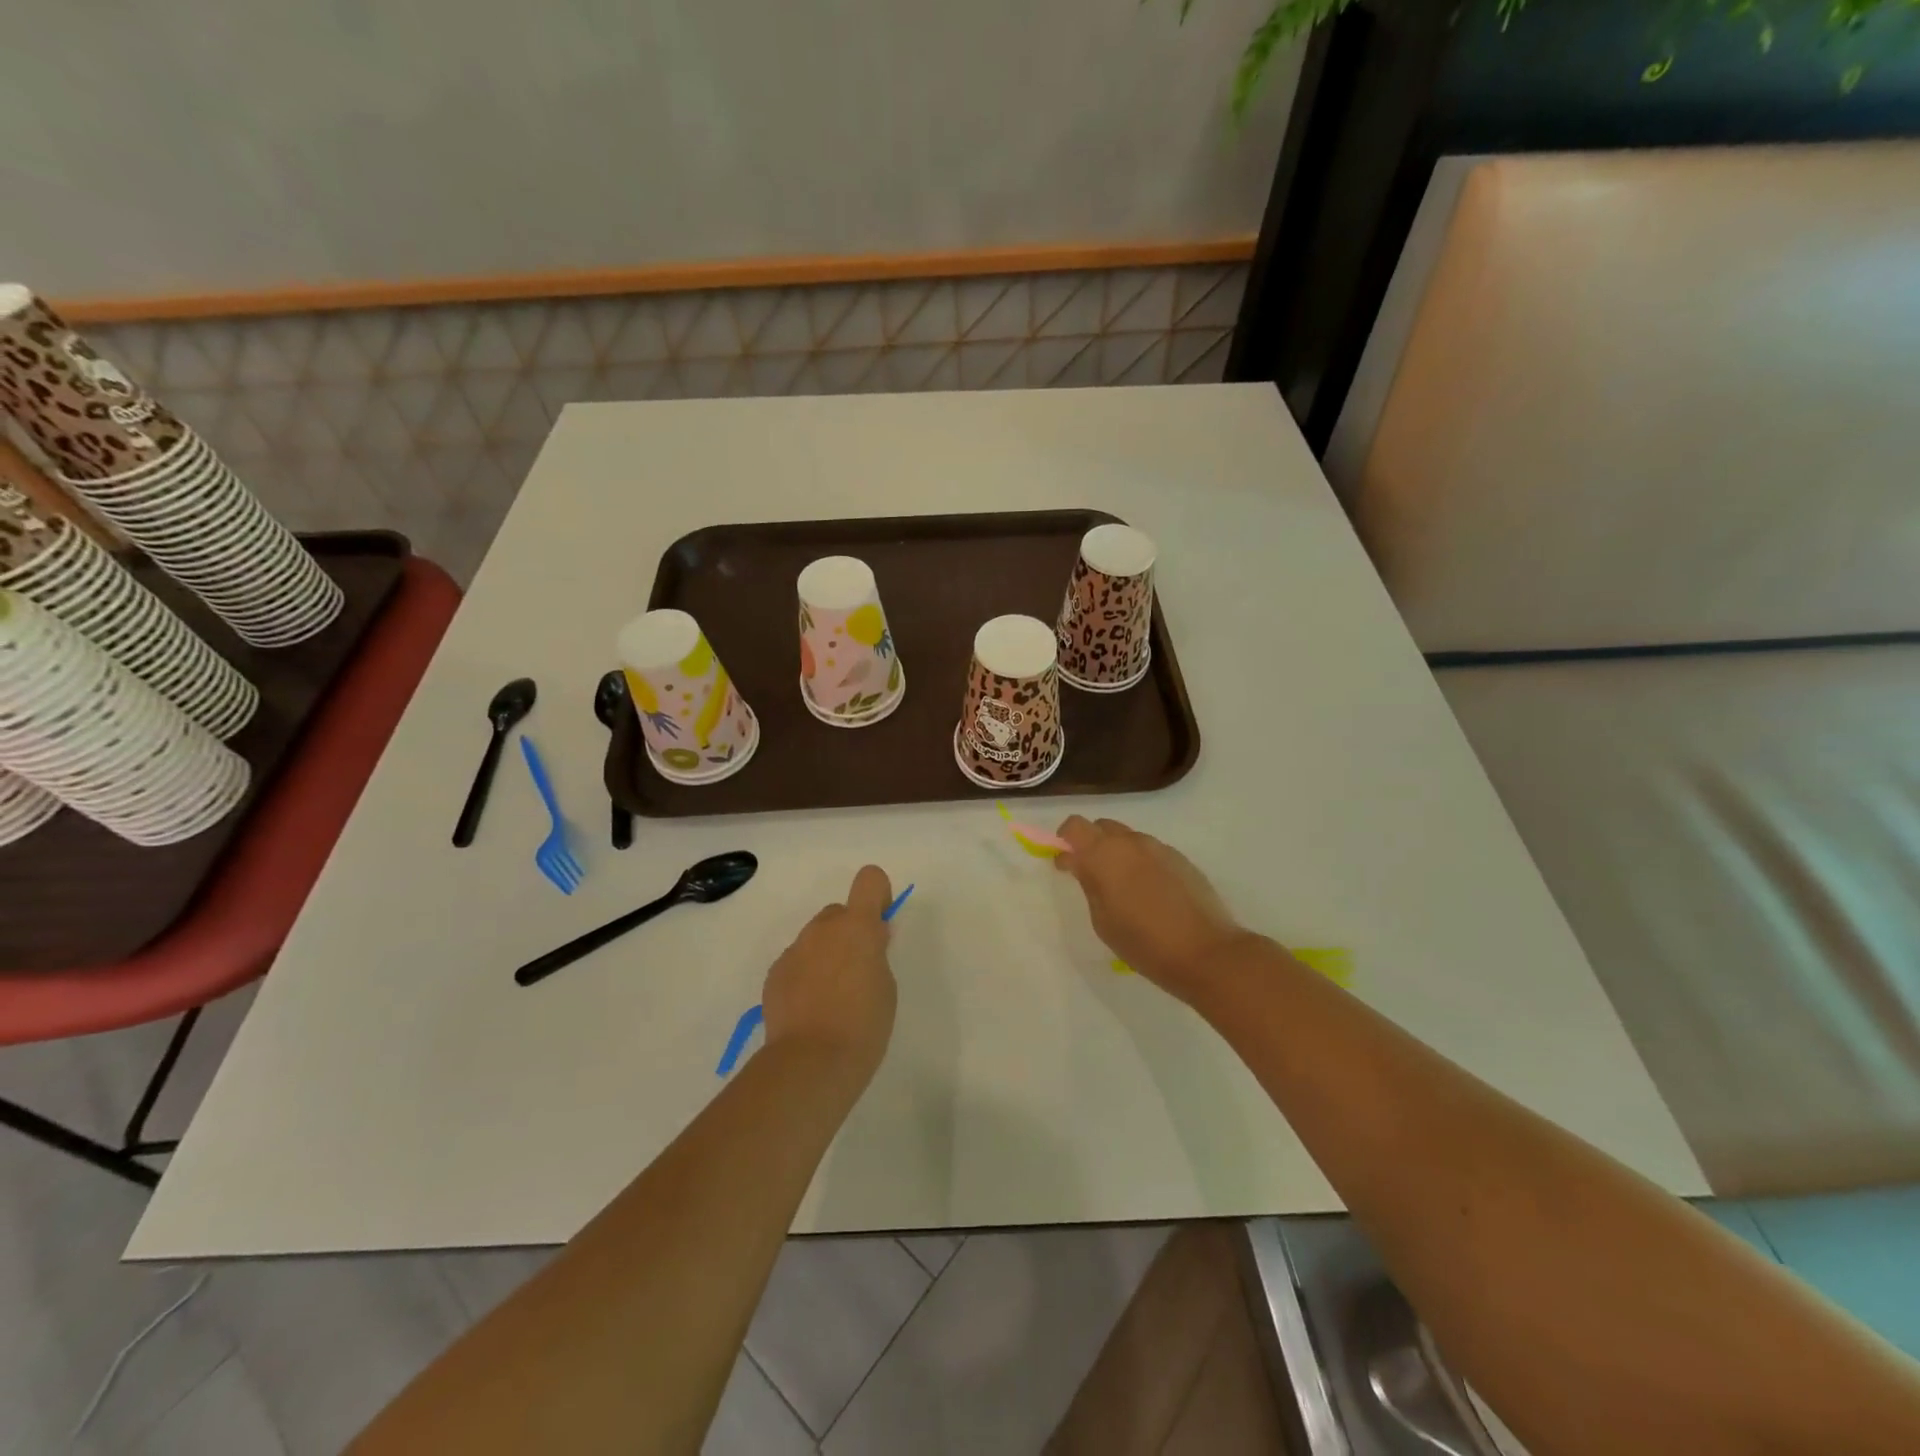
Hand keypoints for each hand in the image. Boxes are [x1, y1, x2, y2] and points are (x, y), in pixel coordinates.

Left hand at [761, 865, 897, 1081]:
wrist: (811, 1062)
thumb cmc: (863, 1024)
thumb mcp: (885, 986)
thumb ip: (876, 954)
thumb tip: (870, 940)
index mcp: (857, 926)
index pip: (870, 879)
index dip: (878, 896)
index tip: (880, 925)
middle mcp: (823, 929)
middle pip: (838, 913)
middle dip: (849, 932)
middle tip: (857, 972)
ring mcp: (794, 950)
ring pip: (815, 939)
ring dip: (826, 955)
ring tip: (831, 998)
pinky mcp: (775, 974)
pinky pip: (796, 962)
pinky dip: (805, 976)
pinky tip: (810, 1010)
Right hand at [1055, 817, 1245, 1003]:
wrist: (1206, 952)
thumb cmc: (1143, 942)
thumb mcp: (1102, 920)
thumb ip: (1088, 883)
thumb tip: (1077, 861)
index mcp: (1105, 853)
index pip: (1074, 826)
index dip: (1065, 840)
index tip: (1066, 865)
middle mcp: (1132, 841)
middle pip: (1102, 827)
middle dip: (1091, 845)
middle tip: (1092, 877)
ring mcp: (1160, 848)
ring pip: (1129, 840)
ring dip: (1119, 855)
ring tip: (1125, 891)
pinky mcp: (1182, 860)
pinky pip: (1151, 853)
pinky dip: (1142, 864)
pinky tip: (1151, 896)